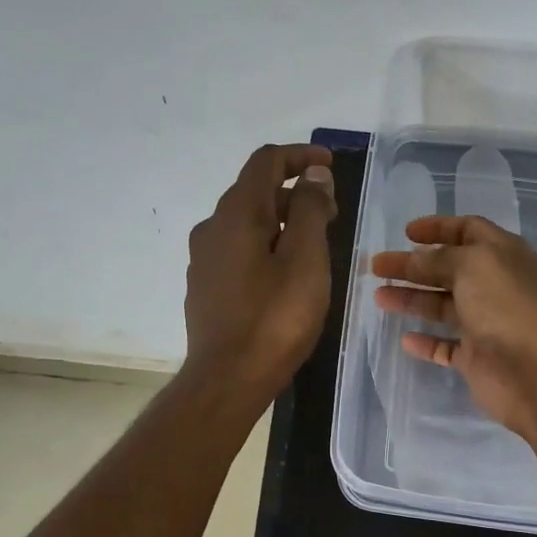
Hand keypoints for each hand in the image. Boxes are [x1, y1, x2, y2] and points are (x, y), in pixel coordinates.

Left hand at [184, 143, 336, 399]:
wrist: (227, 379)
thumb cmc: (275, 319)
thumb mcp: (306, 260)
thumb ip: (310, 210)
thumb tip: (312, 175)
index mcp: (237, 214)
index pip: (265, 162)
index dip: (300, 156)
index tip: (330, 168)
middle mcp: (212, 228)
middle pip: (255, 192)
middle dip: (295, 193)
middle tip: (332, 214)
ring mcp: (204, 260)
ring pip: (246, 224)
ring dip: (281, 222)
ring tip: (314, 246)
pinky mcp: (205, 288)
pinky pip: (238, 251)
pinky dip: (265, 246)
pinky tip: (285, 275)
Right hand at [372, 214, 536, 439]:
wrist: (534, 372)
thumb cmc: (506, 306)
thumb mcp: (471, 265)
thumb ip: (438, 259)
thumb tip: (414, 259)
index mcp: (503, 255)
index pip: (469, 231)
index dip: (438, 228)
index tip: (406, 233)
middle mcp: (495, 287)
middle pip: (448, 269)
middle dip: (413, 265)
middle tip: (378, 267)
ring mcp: (486, 324)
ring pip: (443, 307)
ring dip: (412, 299)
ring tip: (379, 297)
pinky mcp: (477, 358)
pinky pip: (446, 347)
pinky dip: (426, 342)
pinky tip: (405, 339)